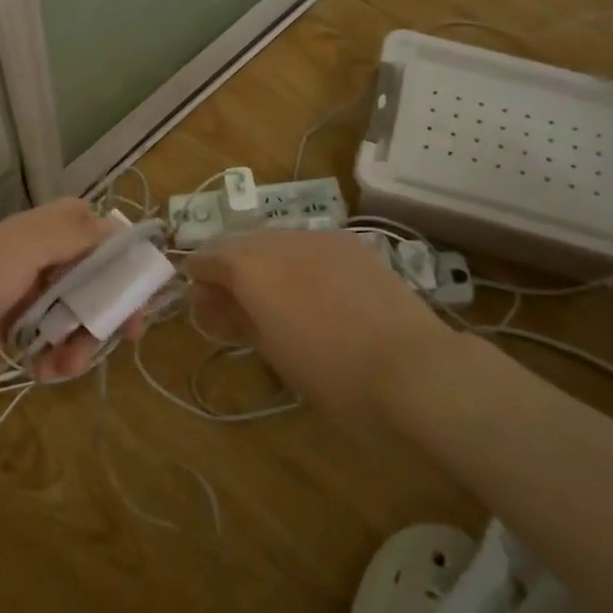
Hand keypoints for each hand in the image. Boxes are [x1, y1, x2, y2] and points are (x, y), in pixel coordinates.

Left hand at [0, 198, 126, 382]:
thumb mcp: (27, 248)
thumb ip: (77, 236)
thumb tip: (122, 232)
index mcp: (49, 231)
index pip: (103, 235)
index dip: (126, 260)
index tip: (141, 292)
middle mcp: (45, 258)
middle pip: (98, 281)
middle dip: (108, 312)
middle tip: (123, 339)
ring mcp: (31, 295)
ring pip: (79, 316)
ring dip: (81, 343)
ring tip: (65, 366)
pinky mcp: (17, 328)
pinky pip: (53, 341)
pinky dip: (56, 358)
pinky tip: (44, 372)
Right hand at [186, 230, 450, 423]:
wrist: (412, 369)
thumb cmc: (331, 374)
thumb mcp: (271, 350)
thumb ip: (234, 315)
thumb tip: (209, 298)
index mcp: (251, 267)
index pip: (208, 258)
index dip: (199, 277)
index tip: (200, 302)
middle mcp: (280, 240)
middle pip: (240, 243)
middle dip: (230, 268)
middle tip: (233, 306)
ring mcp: (319, 237)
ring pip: (275, 240)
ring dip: (264, 262)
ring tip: (274, 298)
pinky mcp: (351, 244)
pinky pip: (308, 244)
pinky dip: (297, 261)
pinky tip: (311, 289)